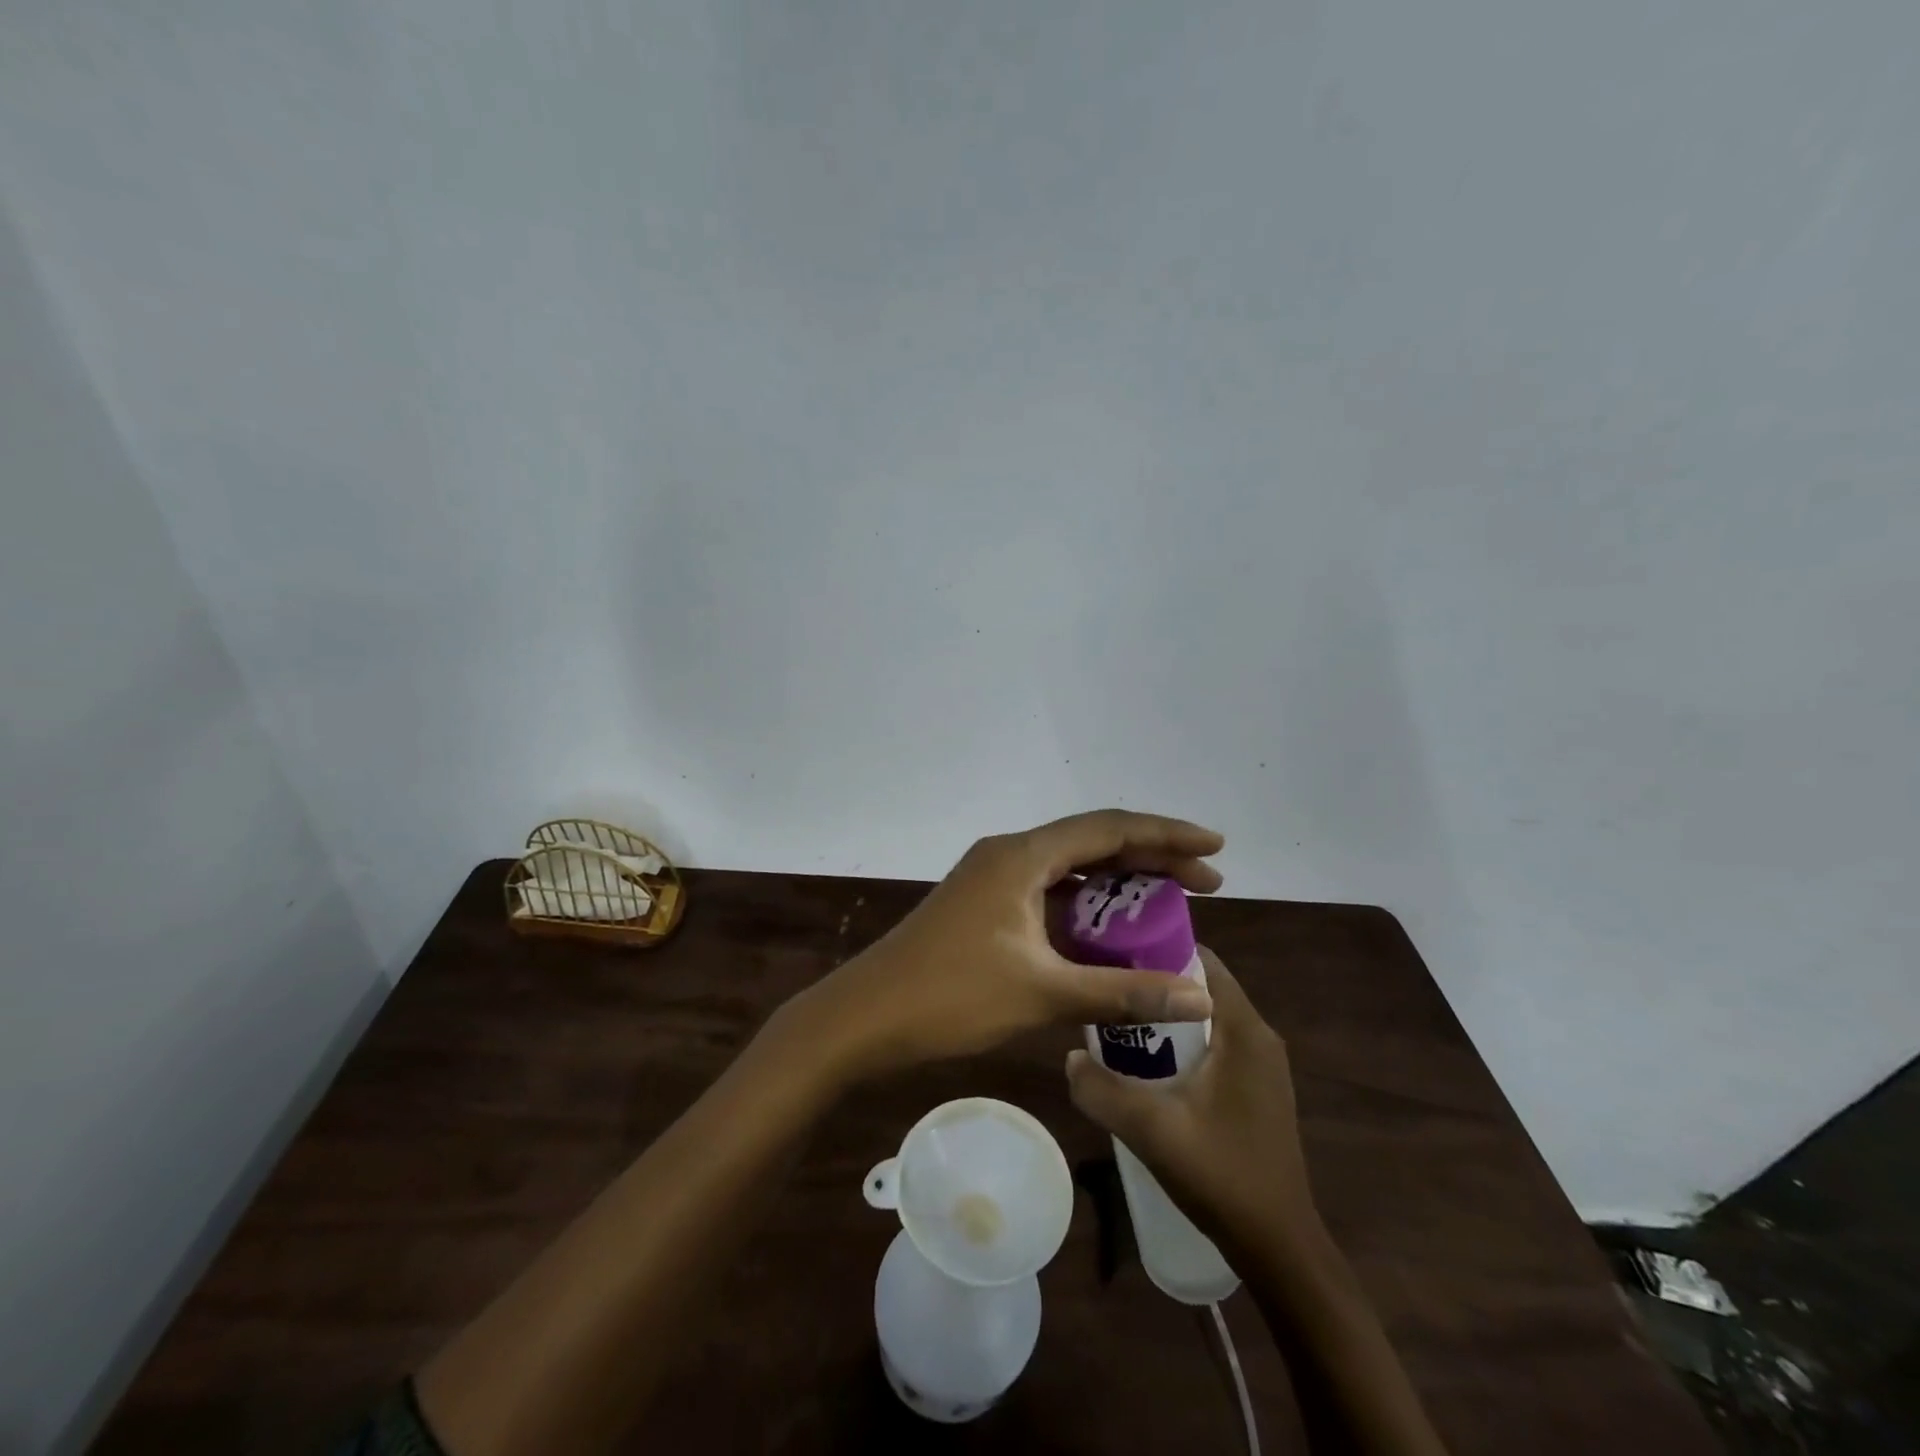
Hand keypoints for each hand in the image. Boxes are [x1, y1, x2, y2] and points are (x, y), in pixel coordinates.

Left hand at [789, 810, 1224, 1082]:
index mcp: (1021, 856)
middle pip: (1092, 844)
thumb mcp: (1043, 993)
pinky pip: (1047, 895)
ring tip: (1168, 905)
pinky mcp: (983, 907)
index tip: (1215, 849)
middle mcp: (1008, 855)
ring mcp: (992, 880)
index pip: (1109, 828)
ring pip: (1069, 870)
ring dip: (1117, 886)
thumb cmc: (950, 996)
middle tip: (1205, 884)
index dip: (1166, 835)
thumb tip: (1201, 997)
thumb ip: (1123, 991)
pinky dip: (1084, 909)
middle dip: (1150, 860)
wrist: (864, 1016)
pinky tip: (1110, 934)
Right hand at [1065, 948, 1318, 1255]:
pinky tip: (1146, 1066)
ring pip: (1204, 1019)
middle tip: (1105, 988)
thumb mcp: (1151, 1130)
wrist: (1278, 1247)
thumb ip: (1102, 1090)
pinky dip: (1181, 1043)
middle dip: (1153, 984)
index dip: (1157, 947)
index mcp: (1244, 1030)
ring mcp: (1261, 1065)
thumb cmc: (1222, 1176)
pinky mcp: (1256, 1089)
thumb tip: (1068, 1057)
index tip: (1113, 950)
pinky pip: (1214, 1045)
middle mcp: (1258, 1037)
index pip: (1202, 960)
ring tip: (1116, 1023)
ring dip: (1164, 1017)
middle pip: (1199, 988)